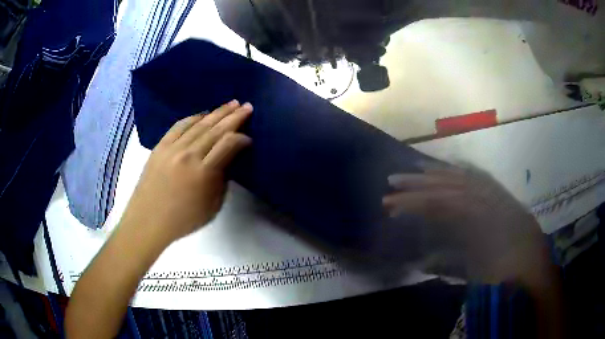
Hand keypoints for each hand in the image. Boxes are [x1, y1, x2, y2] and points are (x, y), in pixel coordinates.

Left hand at [119, 100, 252, 245]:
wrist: (148, 220)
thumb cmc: (183, 219)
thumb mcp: (212, 206)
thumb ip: (221, 180)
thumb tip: (226, 160)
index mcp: (204, 173)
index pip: (228, 145)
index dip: (241, 138)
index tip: (248, 138)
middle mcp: (189, 155)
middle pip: (215, 129)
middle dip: (234, 116)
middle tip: (247, 106)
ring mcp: (172, 148)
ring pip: (199, 124)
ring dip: (217, 112)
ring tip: (230, 104)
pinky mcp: (160, 146)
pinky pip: (179, 126)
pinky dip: (192, 118)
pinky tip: (202, 114)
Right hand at [383, 165, 548, 282]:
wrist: (535, 271)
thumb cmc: (505, 276)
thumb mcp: (475, 274)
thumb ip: (450, 264)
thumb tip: (422, 261)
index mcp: (481, 219)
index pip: (442, 202)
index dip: (415, 201)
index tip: (392, 203)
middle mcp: (488, 199)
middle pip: (449, 184)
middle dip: (419, 183)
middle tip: (392, 182)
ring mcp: (496, 195)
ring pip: (463, 176)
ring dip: (438, 172)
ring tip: (415, 168)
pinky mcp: (502, 196)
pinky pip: (479, 177)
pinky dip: (462, 171)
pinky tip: (451, 168)